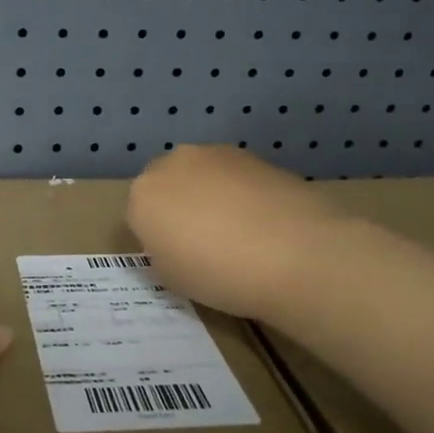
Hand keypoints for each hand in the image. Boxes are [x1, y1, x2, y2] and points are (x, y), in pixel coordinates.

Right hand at [127, 145, 336, 322]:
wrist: (294, 253)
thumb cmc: (219, 274)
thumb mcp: (172, 278)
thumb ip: (163, 251)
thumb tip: (175, 241)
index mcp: (142, 195)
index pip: (139, 214)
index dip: (158, 237)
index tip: (178, 257)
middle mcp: (172, 164)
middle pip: (167, 184)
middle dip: (178, 205)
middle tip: (204, 240)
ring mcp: (214, 154)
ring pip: (201, 175)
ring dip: (210, 194)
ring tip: (239, 231)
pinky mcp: (251, 155)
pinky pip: (234, 176)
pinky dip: (240, 192)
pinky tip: (262, 220)